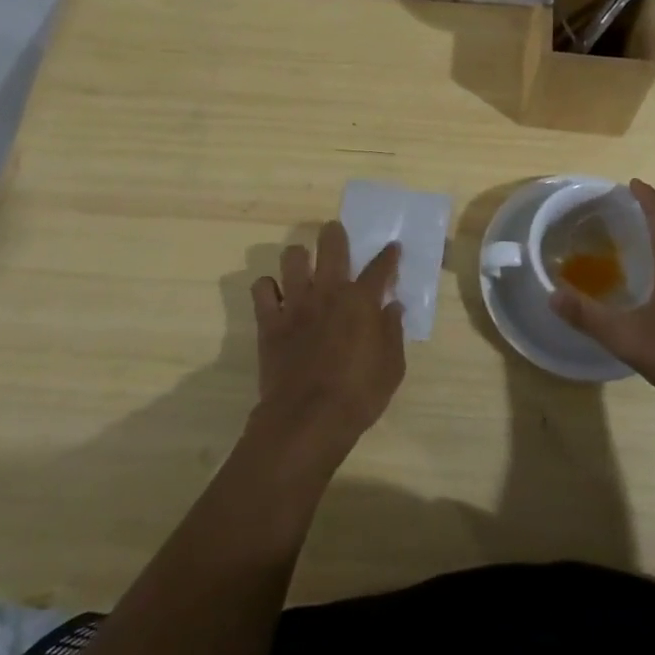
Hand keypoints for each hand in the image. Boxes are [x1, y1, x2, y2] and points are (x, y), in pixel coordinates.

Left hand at [249, 222, 404, 468]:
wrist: (306, 420)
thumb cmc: (358, 396)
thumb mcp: (392, 368)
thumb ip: (393, 332)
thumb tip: (393, 307)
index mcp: (361, 301)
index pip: (380, 267)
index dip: (389, 255)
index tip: (393, 248)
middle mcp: (328, 292)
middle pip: (331, 245)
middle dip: (334, 234)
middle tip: (336, 236)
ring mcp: (295, 303)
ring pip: (292, 258)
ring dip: (299, 258)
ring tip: (303, 267)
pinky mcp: (269, 320)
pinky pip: (261, 288)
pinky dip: (268, 288)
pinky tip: (276, 296)